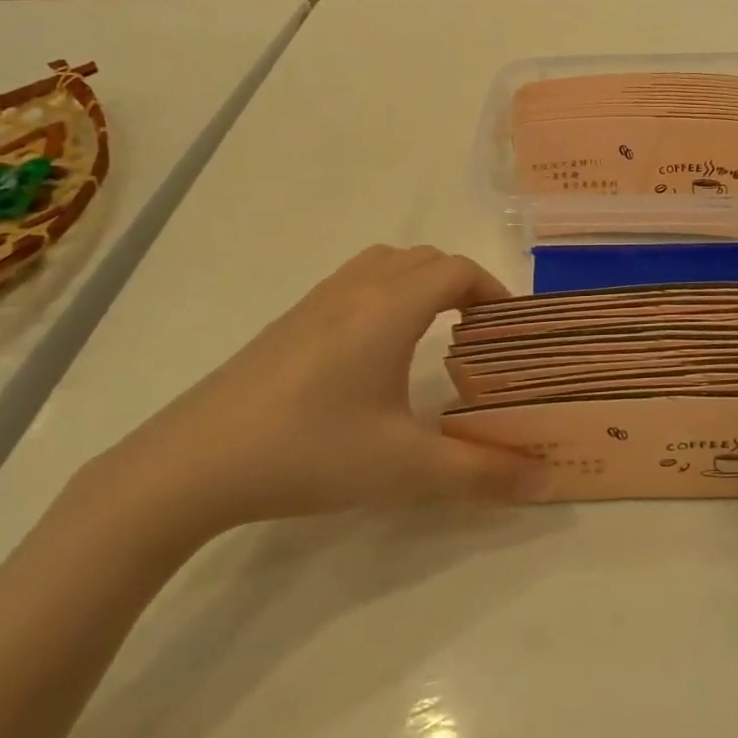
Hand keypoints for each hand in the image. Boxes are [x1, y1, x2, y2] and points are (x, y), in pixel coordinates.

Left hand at [99, 245, 544, 532]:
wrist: (192, 463)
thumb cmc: (311, 452)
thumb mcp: (406, 469)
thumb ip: (482, 473)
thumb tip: (544, 478)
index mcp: (390, 308)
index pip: (456, 270)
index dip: (492, 289)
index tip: (509, 327)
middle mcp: (355, 290)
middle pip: (423, 259)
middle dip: (459, 285)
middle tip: (476, 334)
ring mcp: (313, 303)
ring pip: (382, 266)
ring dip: (417, 284)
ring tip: (430, 334)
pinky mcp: (285, 324)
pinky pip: (350, 286)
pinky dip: (381, 297)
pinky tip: (371, 356)